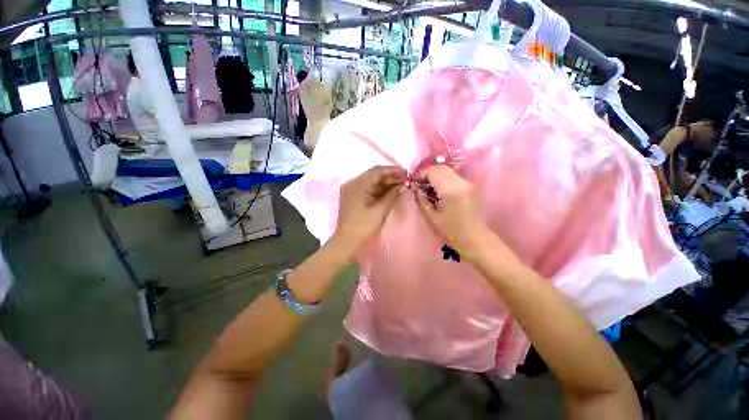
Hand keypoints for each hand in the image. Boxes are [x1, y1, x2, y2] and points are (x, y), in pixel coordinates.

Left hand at [333, 166, 405, 250]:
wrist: (346, 244)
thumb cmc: (363, 227)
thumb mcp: (380, 210)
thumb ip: (392, 195)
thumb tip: (403, 185)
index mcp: (357, 184)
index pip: (377, 171)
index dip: (393, 170)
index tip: (407, 173)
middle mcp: (352, 183)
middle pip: (374, 175)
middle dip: (390, 177)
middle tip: (406, 181)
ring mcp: (351, 191)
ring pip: (371, 182)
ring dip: (386, 184)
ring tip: (401, 187)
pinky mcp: (352, 198)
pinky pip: (368, 189)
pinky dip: (379, 190)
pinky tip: (390, 193)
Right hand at [413, 165, 491, 260]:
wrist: (475, 239)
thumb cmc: (451, 231)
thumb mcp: (431, 217)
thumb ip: (421, 199)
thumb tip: (415, 187)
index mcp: (450, 190)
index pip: (433, 171)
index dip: (421, 173)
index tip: (414, 182)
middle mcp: (461, 182)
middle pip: (440, 167)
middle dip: (427, 172)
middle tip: (419, 184)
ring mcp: (468, 182)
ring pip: (447, 170)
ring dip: (435, 174)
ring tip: (428, 186)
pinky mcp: (470, 185)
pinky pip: (453, 175)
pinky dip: (443, 178)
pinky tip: (438, 189)